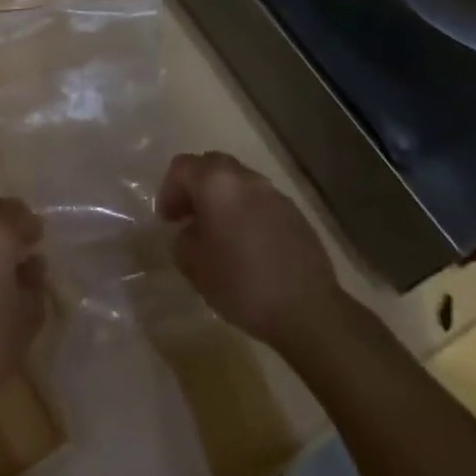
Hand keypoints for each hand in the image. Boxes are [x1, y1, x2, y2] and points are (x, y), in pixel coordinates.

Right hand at [158, 151, 345, 356]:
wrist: (307, 309)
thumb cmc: (241, 283)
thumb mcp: (193, 264)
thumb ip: (183, 238)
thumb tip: (191, 231)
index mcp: (216, 183)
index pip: (181, 167)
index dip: (168, 190)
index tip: (168, 221)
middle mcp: (245, 178)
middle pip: (211, 165)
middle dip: (195, 187)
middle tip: (189, 217)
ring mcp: (274, 194)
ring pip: (238, 182)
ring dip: (223, 199)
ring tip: (220, 233)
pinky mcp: (295, 214)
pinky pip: (260, 201)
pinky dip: (247, 212)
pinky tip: (248, 245)